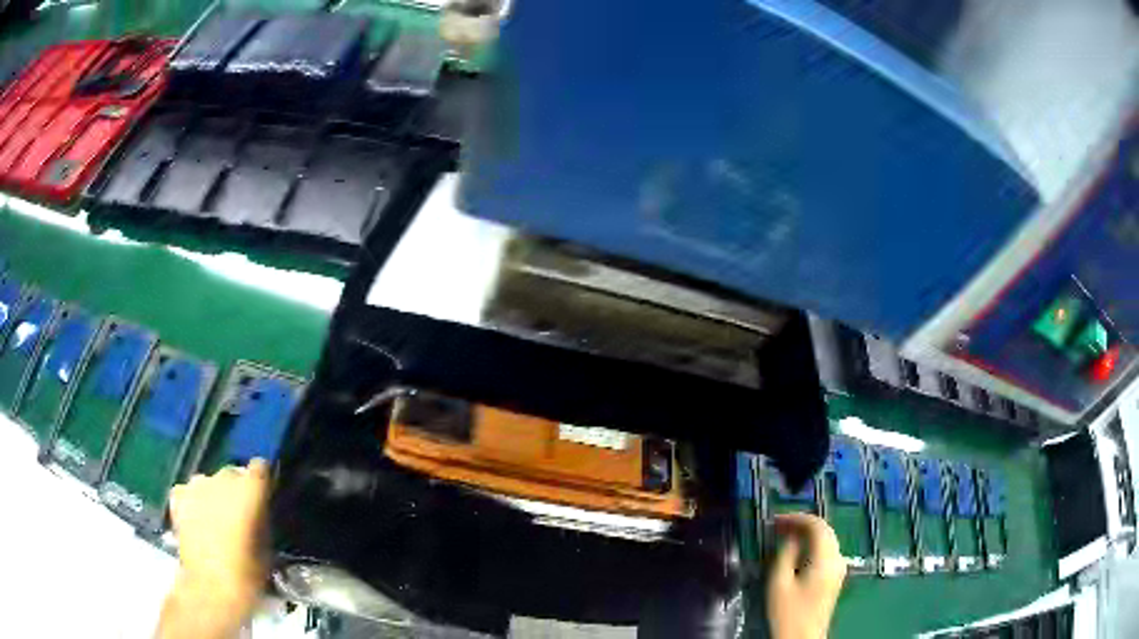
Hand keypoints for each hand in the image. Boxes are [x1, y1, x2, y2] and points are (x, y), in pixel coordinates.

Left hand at [159, 460, 270, 638]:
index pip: (259, 467)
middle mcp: (221, 479)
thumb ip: (262, 521)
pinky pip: (189, 492)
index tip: (264, 494)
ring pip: (209, 482)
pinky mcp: (178, 497)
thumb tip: (258, 512)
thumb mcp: (267, 549)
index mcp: (249, 490)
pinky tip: (197, 519)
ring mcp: (196, 486)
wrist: (210, 589)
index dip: (262, 480)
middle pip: (233, 473)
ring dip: (215, 494)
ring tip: (216, 518)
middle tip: (241, 514)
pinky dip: (194, 501)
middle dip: (237, 489)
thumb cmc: (247, 574)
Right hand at [766, 513, 845, 638]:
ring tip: (784, 536)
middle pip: (825, 530)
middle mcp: (838, 558)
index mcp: (826, 558)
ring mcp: (839, 568)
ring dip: (807, 533)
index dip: (796, 518)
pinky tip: (796, 551)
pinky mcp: (835, 577)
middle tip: (778, 526)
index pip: (817, 525)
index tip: (775, 520)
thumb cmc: (788, 612)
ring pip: (827, 539)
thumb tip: (790, 536)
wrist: (802, 638)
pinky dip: (812, 545)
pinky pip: (826, 550)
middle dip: (802, 524)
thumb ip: (785, 554)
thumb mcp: (779, 582)